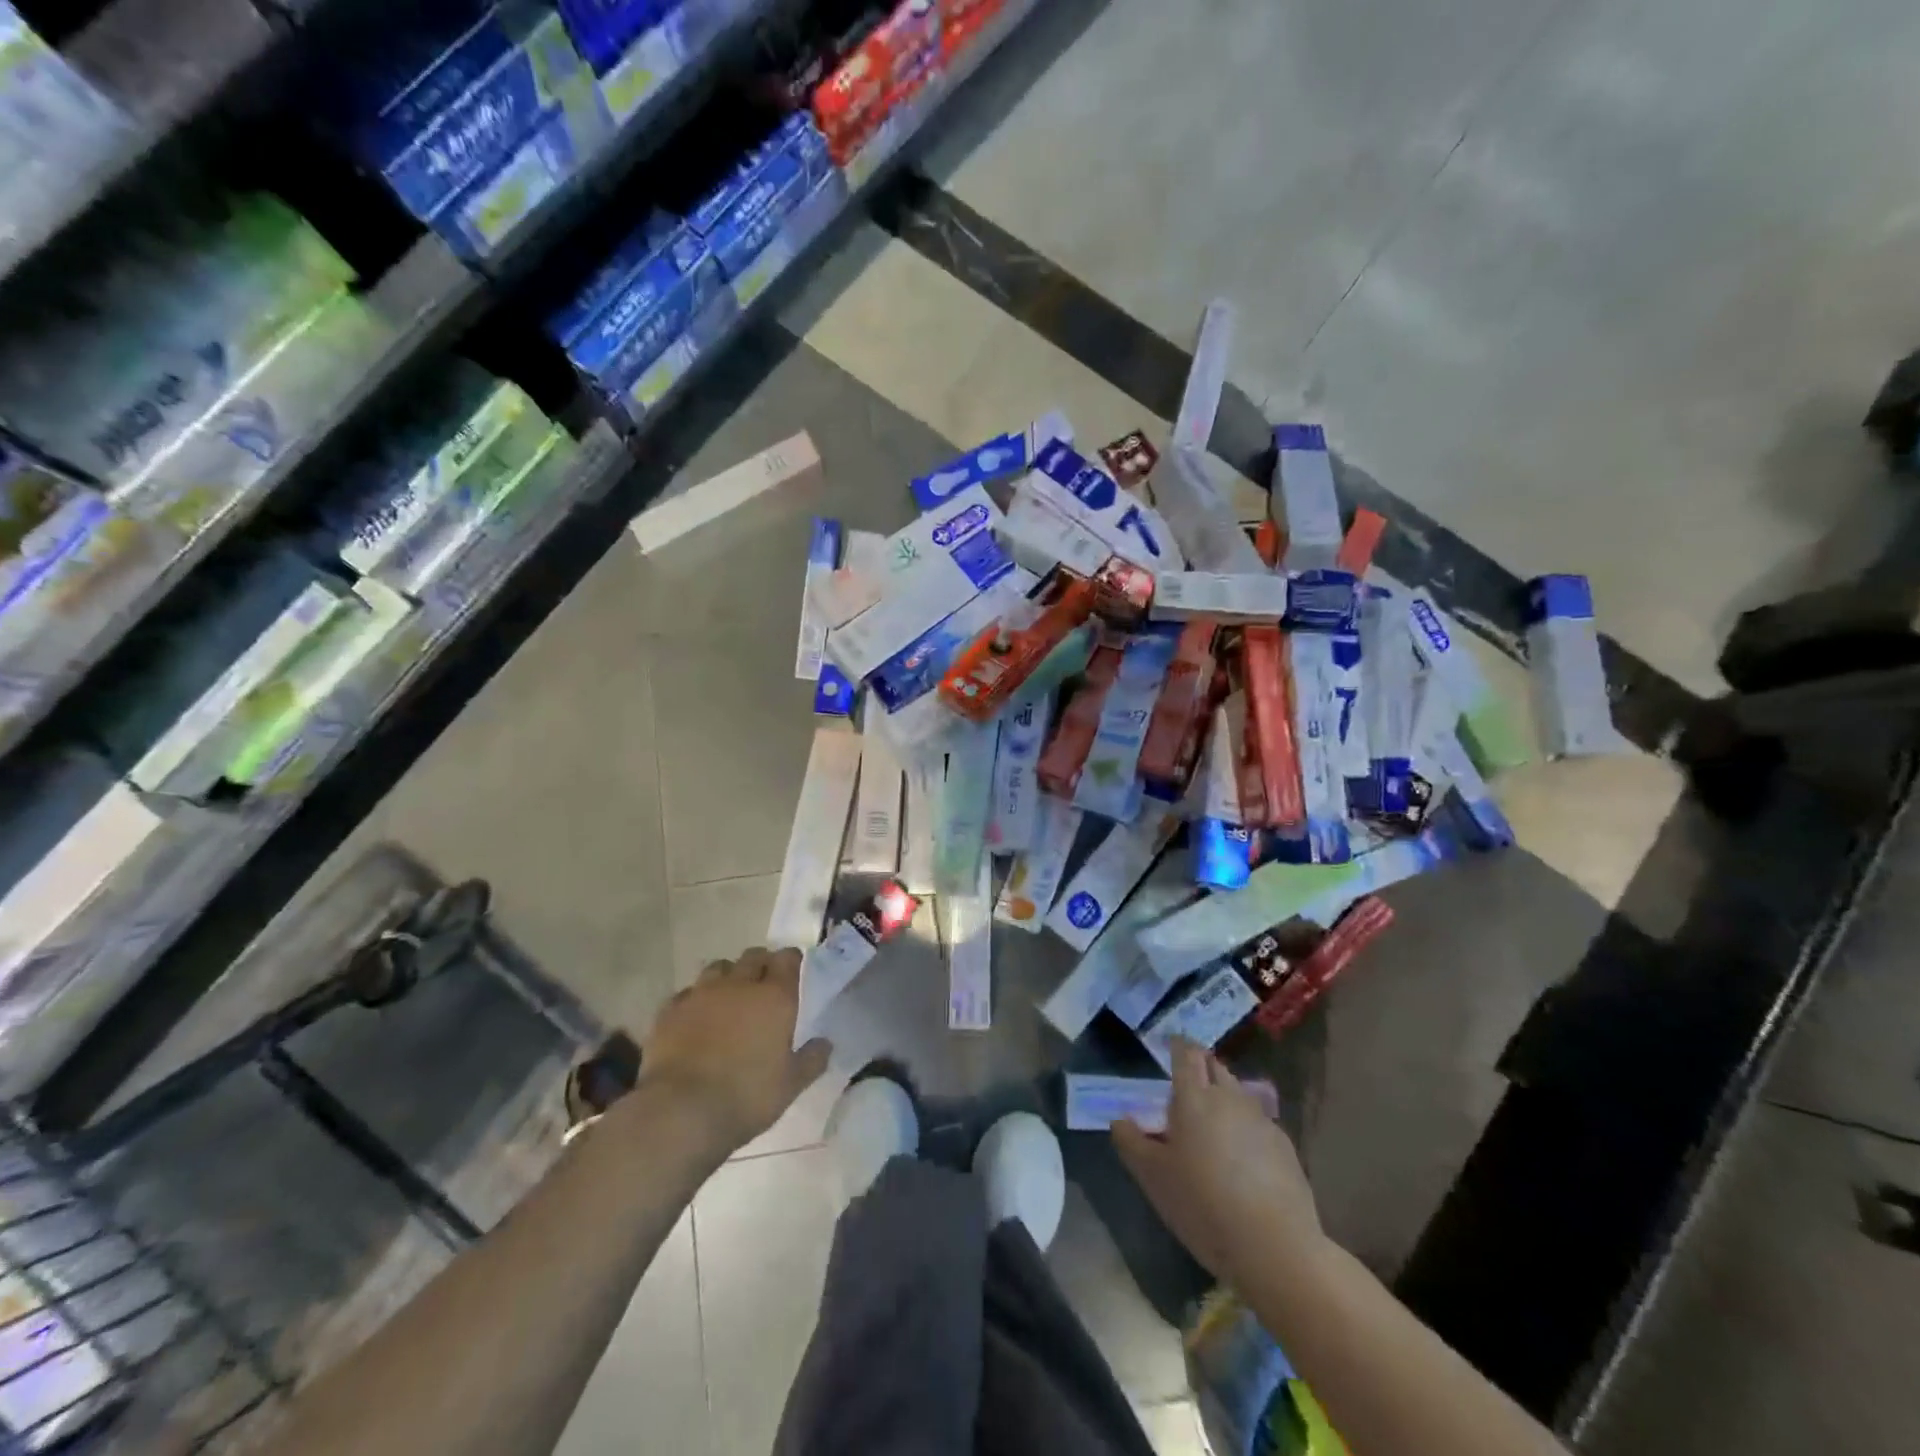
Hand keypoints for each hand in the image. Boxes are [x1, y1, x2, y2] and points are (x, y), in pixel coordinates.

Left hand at [636, 947, 830, 1153]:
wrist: (680, 1112)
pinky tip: (696, 1018)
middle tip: (764, 985)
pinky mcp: (670, 1010)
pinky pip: (688, 993)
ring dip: (728, 977)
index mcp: (775, 997)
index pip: (787, 958)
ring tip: (729, 998)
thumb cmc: (746, 1097)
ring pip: (719, 968)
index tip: (794, 971)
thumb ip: (812, 1059)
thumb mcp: (791, 1086)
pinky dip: (696, 1000)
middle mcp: (739, 984)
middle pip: (753, 956)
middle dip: (761, 964)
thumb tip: (825, 1042)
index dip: (791, 961)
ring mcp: (701, 994)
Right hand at [1112, 1039, 1323, 1288]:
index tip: (1169, 1045)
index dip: (1177, 1045)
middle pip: (1215, 1066)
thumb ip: (1131, 1142)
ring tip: (1211, 1124)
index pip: (1186, 1053)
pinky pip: (1258, 1123)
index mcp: (1194, 1097)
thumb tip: (1120, 1120)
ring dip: (1223, 1097)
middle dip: (1200, 1067)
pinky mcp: (1285, 1147)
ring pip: (1238, 1093)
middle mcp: (1230, 1098)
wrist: (1275, 1248)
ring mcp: (1261, 1120)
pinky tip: (1240, 1158)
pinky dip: (1244, 1127)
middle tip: (1185, 1086)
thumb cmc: (1202, 1205)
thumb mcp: (1153, 1177)